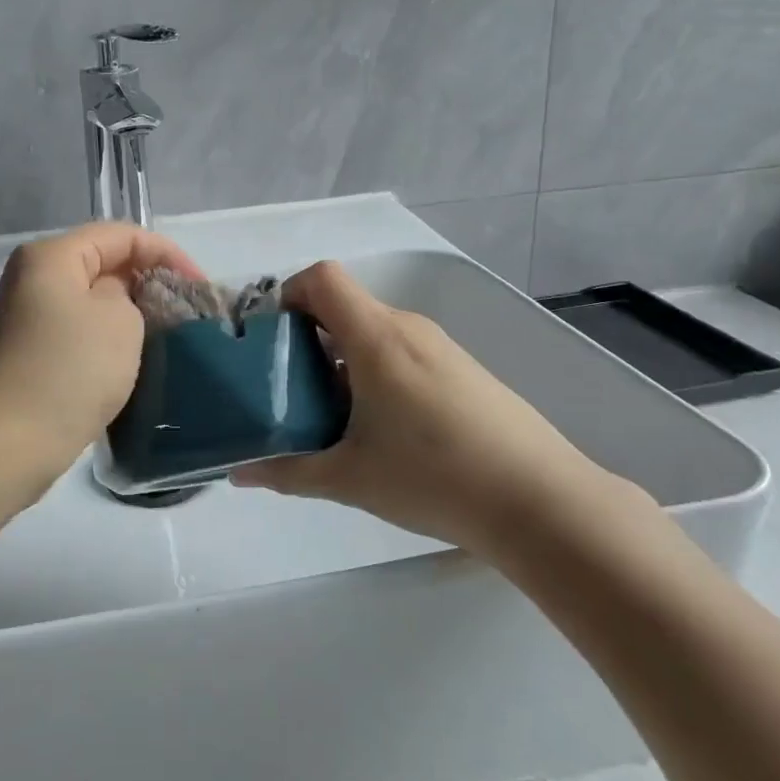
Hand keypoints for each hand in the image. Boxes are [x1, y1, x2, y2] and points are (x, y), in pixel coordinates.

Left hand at [0, 222, 204, 483]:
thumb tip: (116, 304)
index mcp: (51, 257)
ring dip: (130, 317)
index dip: (167, 254)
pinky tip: (131, 366)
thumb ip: (130, 295)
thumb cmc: (67, 371)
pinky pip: (77, 336)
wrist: (3, 446)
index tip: (199, 289)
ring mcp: (25, 321)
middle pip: (103, 265)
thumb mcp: (119, 320)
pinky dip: (107, 343)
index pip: (121, 235)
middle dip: (148, 284)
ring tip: (167, 341)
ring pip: (91, 304)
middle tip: (187, 315)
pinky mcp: (27, 358)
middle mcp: (32, 280)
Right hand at [231, 261, 612, 552]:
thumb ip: (287, 472)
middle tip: (288, 391)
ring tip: (331, 417)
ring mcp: (440, 348)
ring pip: (374, 334)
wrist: (541, 502)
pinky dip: (375, 374)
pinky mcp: (463, 371)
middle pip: (345, 308)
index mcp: (376, 338)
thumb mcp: (349, 478)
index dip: (288, 295)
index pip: (322, 278)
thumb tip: (238, 474)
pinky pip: (402, 354)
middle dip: (307, 340)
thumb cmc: (434, 477)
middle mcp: (408, 329)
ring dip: (342, 362)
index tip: (271, 340)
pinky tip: (381, 430)